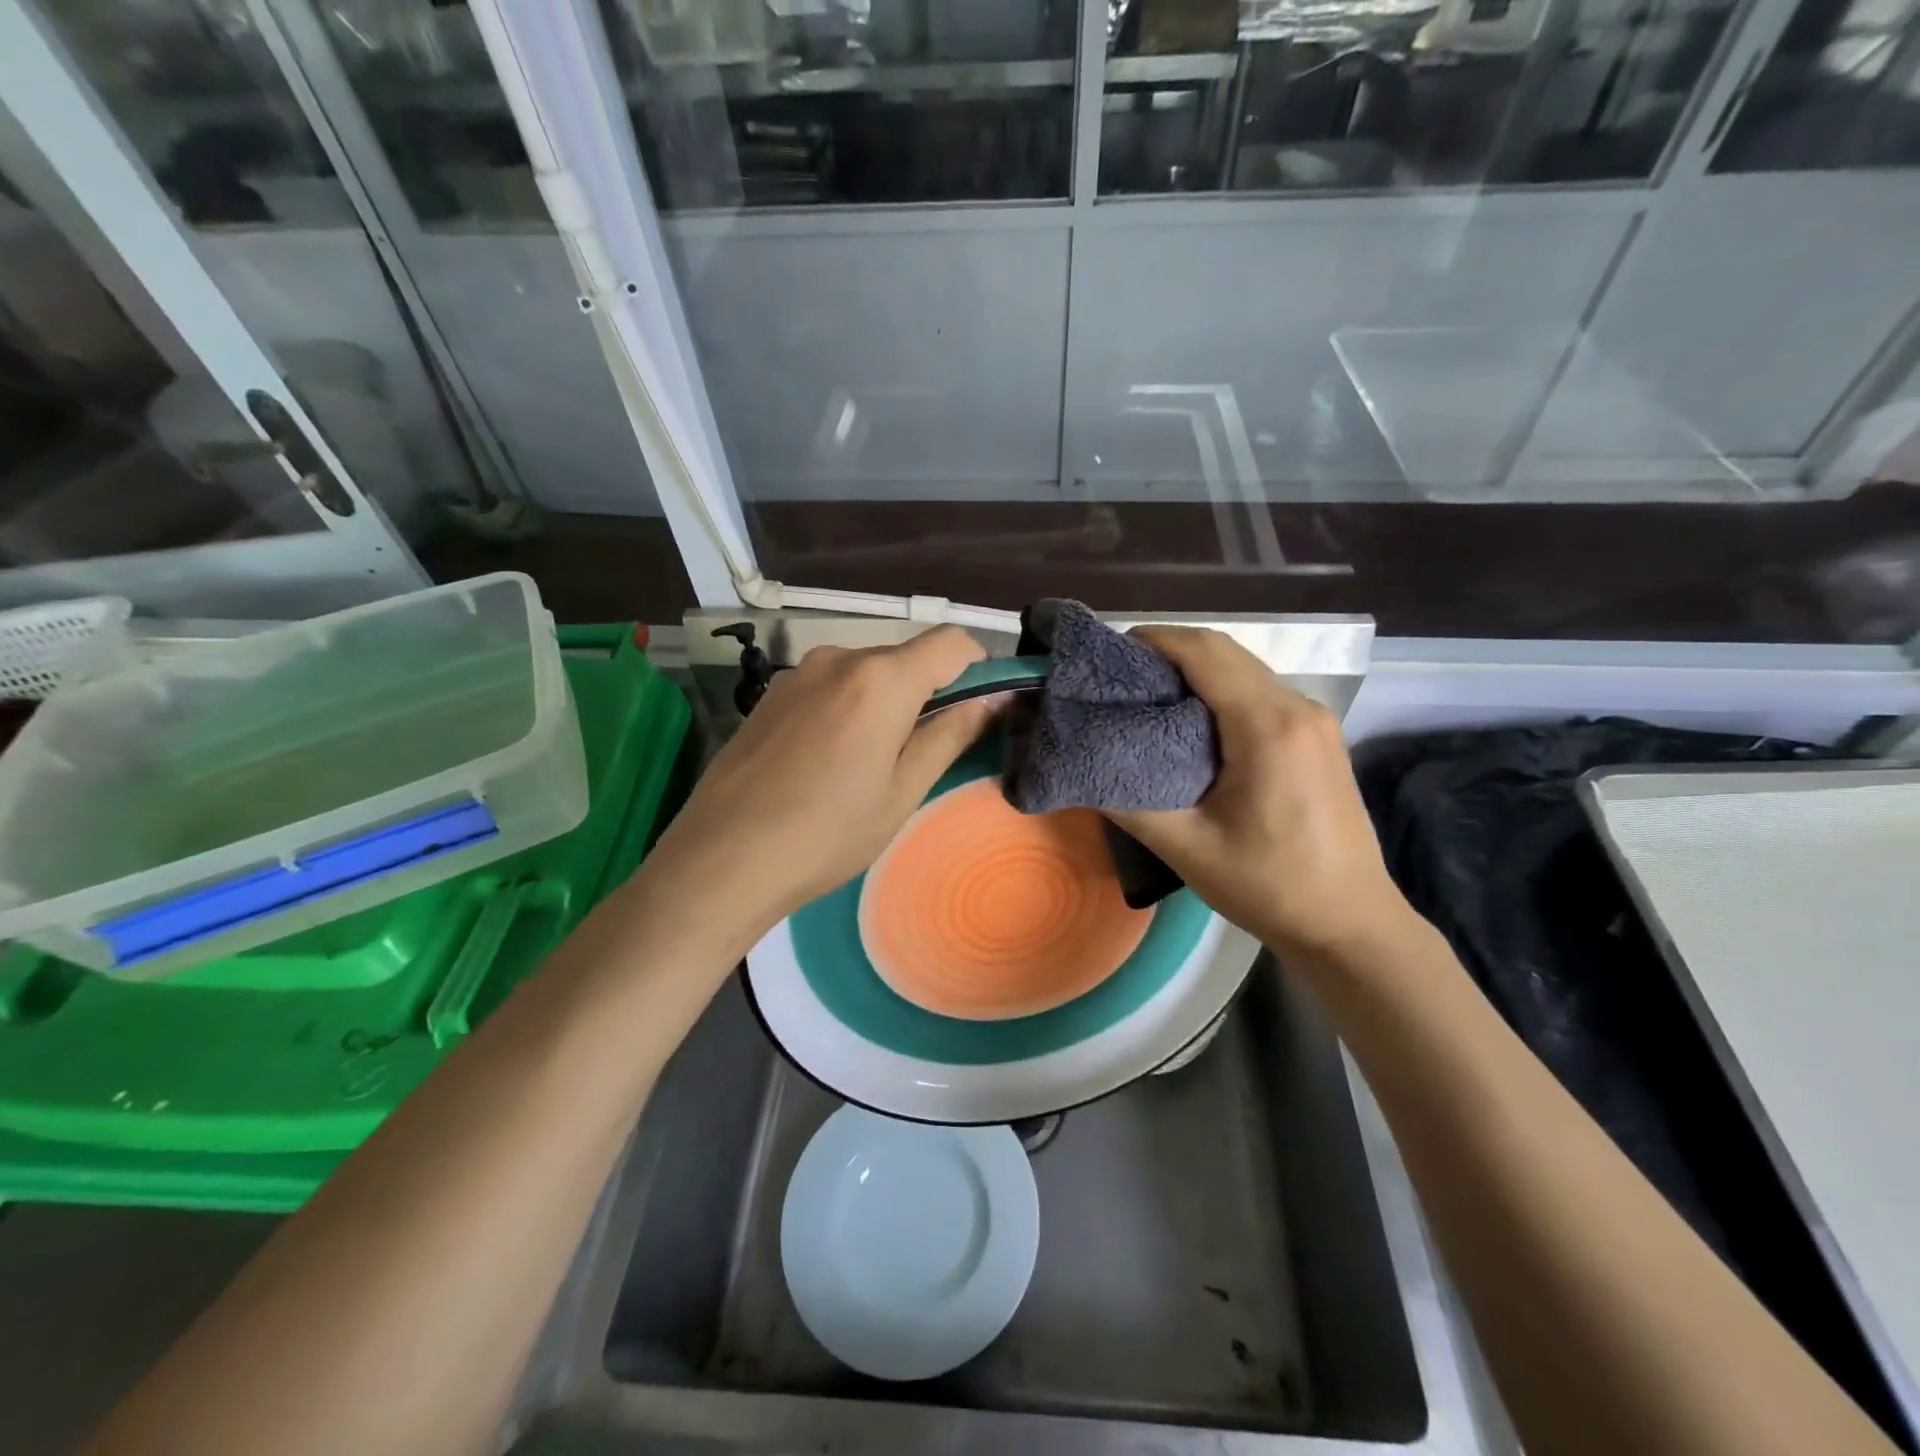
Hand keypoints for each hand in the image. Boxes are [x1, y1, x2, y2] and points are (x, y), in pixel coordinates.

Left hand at [648, 626, 997, 937]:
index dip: (979, 667)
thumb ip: (950, 735)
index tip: (983, 708)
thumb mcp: (902, 791)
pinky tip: (828, 760)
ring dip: (886, 701)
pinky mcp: (770, 694)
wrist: (721, 859)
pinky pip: (829, 686)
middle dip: (929, 691)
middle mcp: (839, 658)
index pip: (951, 642)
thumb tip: (992, 700)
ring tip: (870, 763)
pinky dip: (848, 707)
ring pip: (866, 673)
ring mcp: (798, 673)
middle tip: (925, 751)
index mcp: (881, 678)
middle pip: (906, 657)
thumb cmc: (826, 833)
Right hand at [1107, 626, 1414, 961]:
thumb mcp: (1187, 849)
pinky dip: (1220, 689)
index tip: (1108, 653)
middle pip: (1226, 652)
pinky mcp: (1318, 737)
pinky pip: (1261, 692)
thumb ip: (1129, 803)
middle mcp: (1298, 708)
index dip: (1154, 641)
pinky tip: (1191, 719)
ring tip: (1146, 694)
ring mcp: (1315, 720)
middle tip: (1118, 676)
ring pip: (1245, 669)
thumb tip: (1081, 770)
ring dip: (1195, 668)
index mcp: (1268, 726)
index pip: (1204, 653)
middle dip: (1169, 650)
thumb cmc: (1270, 886)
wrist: (1351, 924)